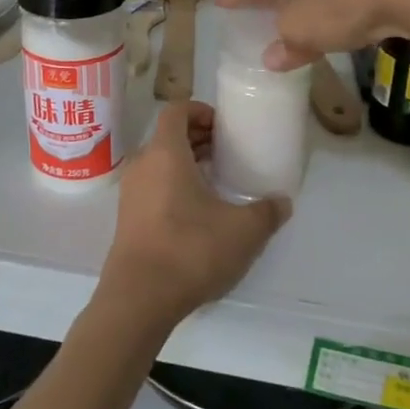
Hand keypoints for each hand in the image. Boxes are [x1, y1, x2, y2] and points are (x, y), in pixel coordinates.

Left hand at [97, 101, 289, 329]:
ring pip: (158, 162)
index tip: (223, 125)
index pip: (176, 111)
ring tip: (217, 179)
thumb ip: (266, 212)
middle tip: (227, 150)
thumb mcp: (243, 231)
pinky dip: (173, 184)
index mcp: (165, 153)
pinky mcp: (127, 219)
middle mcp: (142, 165)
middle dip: (197, 137)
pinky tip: (198, 211)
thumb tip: (282, 202)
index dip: (200, 110)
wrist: (139, 298)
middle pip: (167, 136)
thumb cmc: (190, 250)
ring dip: (186, 162)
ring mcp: (130, 193)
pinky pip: (152, 185)